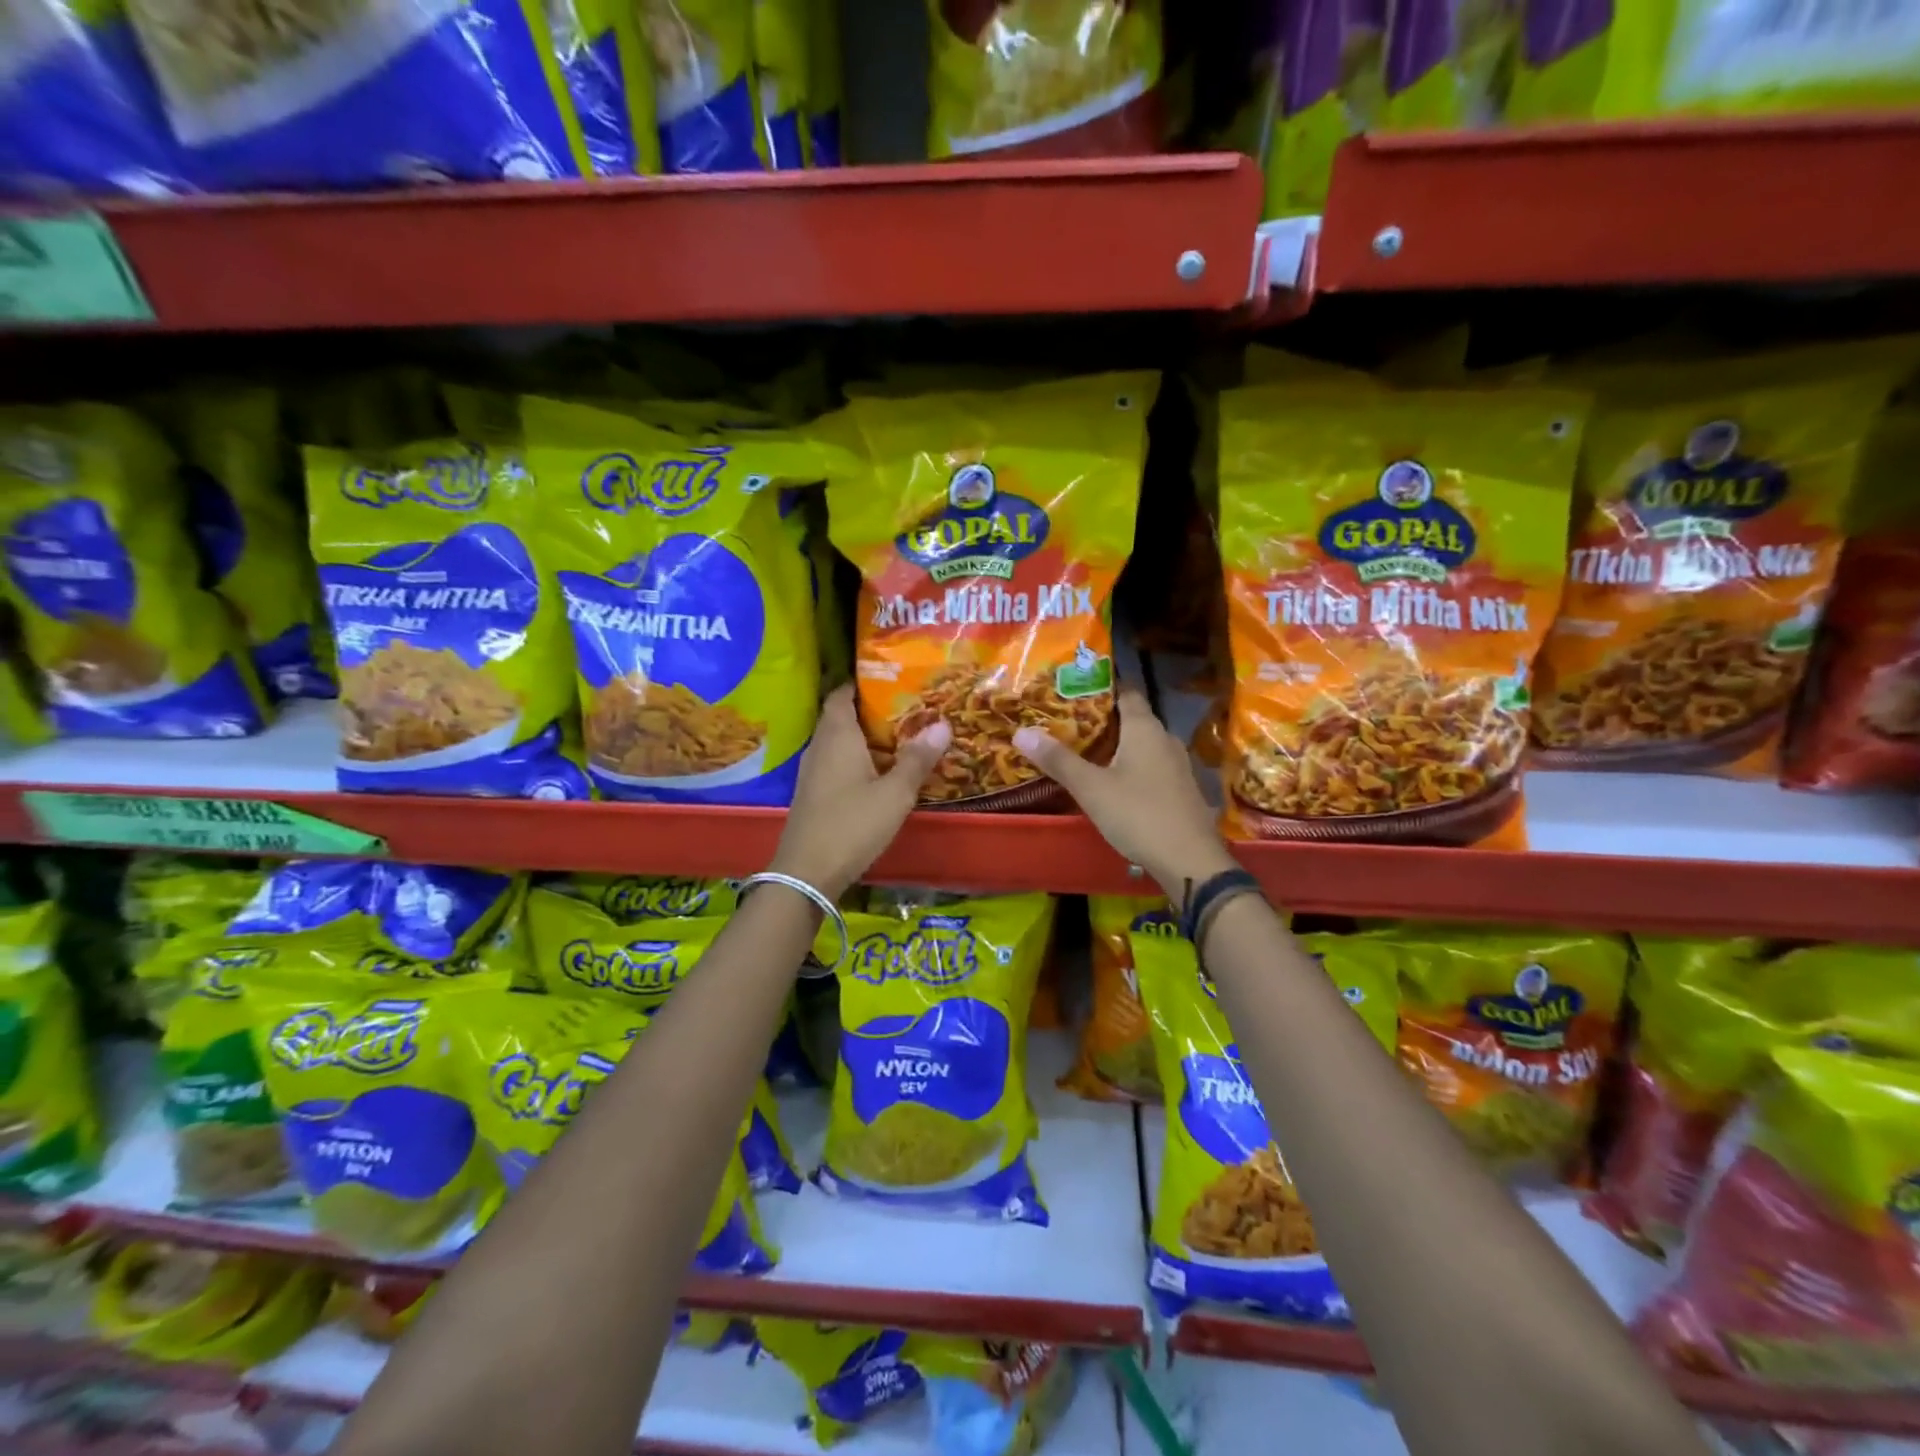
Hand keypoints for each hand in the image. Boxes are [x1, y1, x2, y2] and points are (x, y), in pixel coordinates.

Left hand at [770, 685, 950, 899]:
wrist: (807, 873)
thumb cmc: (852, 824)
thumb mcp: (895, 793)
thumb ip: (918, 759)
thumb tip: (944, 724)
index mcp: (837, 736)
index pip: (842, 694)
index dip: (862, 682)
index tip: (890, 677)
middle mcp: (820, 747)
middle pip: (842, 717)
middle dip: (870, 709)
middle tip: (907, 706)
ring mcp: (813, 772)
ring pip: (839, 742)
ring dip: (865, 737)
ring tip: (900, 736)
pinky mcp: (814, 794)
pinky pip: (837, 763)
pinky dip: (857, 759)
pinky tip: (880, 771)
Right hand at [1013, 688, 1235, 902]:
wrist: (1190, 861)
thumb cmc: (1138, 814)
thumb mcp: (1091, 788)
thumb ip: (1058, 760)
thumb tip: (1021, 731)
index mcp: (1145, 728)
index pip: (1126, 691)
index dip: (1103, 685)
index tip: (1075, 686)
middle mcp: (1165, 739)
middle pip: (1133, 718)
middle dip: (1103, 717)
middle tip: (1068, 720)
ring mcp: (1177, 765)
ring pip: (1142, 744)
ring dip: (1117, 744)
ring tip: (1084, 749)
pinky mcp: (1180, 790)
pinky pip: (1151, 766)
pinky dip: (1130, 765)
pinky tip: (1112, 780)